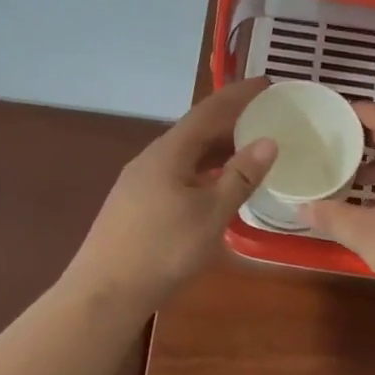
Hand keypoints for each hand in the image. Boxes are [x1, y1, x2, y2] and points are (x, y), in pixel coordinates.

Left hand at [64, 79, 277, 314]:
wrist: (106, 290)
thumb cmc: (164, 249)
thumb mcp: (211, 213)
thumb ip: (240, 177)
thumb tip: (269, 141)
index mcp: (170, 151)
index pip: (209, 110)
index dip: (239, 94)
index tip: (268, 83)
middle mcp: (152, 158)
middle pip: (196, 130)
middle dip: (231, 121)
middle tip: (266, 118)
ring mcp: (140, 182)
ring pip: (186, 155)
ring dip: (218, 149)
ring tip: (249, 150)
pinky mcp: (136, 204)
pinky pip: (178, 174)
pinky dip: (204, 171)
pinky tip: (215, 187)